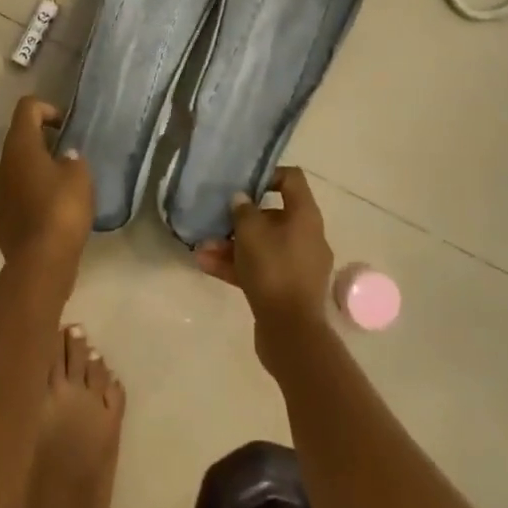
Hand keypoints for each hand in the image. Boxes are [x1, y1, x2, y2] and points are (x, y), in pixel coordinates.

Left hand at [0, 97, 93, 283]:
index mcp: (19, 147)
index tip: (66, 128)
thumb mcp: (80, 176)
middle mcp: (2, 165)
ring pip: (17, 169)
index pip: (27, 108)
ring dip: (37, 169)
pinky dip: (32, 194)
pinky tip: (53, 211)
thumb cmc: (62, 209)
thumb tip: (65, 159)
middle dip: (44, 142)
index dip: (48, 109)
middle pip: (20, 139)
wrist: (40, 262)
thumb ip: (73, 159)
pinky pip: (16, 194)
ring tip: (63, 186)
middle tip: (69, 157)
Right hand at [194, 167, 333, 358]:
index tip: (242, 183)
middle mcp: (306, 236)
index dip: (267, 175)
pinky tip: (206, 266)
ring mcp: (297, 264)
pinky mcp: (286, 288)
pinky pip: (260, 268)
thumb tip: (241, 200)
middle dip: (239, 219)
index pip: (291, 179)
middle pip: (272, 215)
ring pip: (262, 245)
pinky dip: (237, 266)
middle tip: (215, 219)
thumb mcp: (250, 232)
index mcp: (305, 216)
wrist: (291, 332)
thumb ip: (242, 210)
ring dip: (231, 245)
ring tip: (201, 248)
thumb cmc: (273, 270)